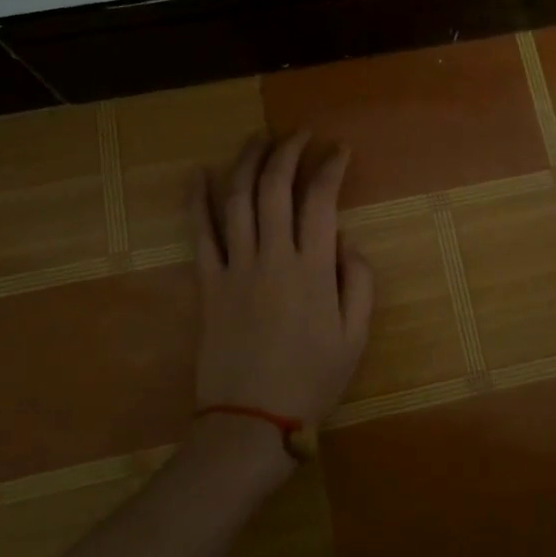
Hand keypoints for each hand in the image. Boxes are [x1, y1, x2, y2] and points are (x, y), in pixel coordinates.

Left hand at [190, 131, 374, 439]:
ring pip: (236, 200)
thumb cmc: (311, 382)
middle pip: (275, 188)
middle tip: (298, 133)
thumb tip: (348, 241)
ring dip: (246, 162)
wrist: (251, 423)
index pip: (320, 200)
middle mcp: (273, 257)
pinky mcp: (208, 283)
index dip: (329, 167)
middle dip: (287, 151)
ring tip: (257, 138)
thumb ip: (359, 283)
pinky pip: (199, 234)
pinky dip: (196, 200)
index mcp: (313, 269)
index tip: (338, 150)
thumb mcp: (355, 338)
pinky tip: (196, 174)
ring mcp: (236, 267)